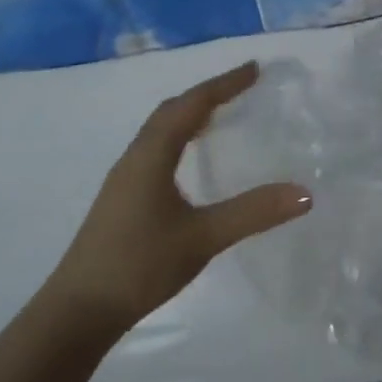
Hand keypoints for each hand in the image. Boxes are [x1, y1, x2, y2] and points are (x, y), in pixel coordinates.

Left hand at [48, 63, 311, 330]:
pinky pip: (155, 148)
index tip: (255, 69)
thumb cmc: (139, 265)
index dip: (224, 84)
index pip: (192, 104)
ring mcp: (125, 178)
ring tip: (222, 115)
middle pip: (172, 110)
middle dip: (207, 93)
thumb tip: (304, 192)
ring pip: (160, 129)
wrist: (77, 312)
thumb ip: (252, 212)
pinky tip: (191, 159)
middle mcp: (136, 156)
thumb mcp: (202, 238)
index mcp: (152, 154)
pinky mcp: (122, 197)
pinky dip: (179, 137)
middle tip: (242, 88)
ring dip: (191, 114)